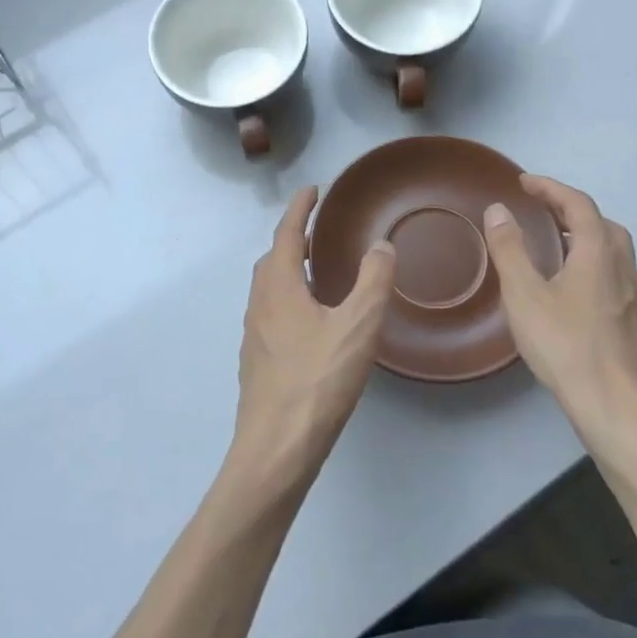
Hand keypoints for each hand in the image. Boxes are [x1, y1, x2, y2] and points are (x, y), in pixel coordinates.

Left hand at [229, 187, 395, 489]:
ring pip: (270, 287)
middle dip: (295, 238)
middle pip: (274, 258)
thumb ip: (373, 281)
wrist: (276, 448)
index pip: (287, 233)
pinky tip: (312, 321)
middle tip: (321, 230)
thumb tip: (381, 245)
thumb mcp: (357, 326)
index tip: (314, 189)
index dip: (300, 208)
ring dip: (291, 269)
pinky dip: (289, 298)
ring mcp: (254, 334)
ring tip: (319, 271)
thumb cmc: (317, 381)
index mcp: (279, 286)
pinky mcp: (258, 361)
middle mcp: (260, 303)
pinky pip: (272, 312)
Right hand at [482, 175, 636, 426]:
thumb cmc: (566, 346)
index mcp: (598, 252)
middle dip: (570, 209)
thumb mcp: (525, 295)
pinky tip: (572, 288)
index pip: (578, 204)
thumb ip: (510, 249)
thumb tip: (499, 209)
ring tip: (555, 244)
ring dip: (584, 236)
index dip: (550, 188)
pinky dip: (591, 262)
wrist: (617, 408)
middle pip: (602, 223)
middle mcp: (622, 267)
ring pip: (612, 250)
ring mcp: (632, 296)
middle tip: (540, 210)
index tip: (523, 182)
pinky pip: (613, 274)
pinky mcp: (633, 321)